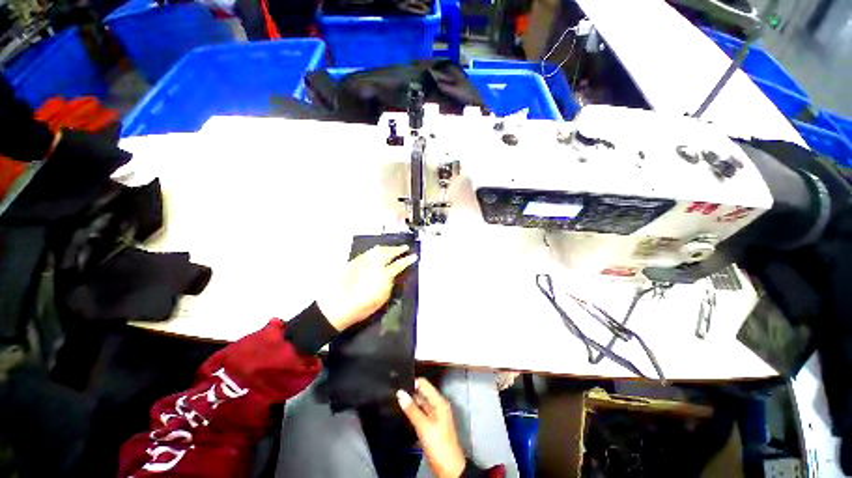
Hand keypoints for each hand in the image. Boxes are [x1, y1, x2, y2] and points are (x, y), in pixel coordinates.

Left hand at [317, 245, 416, 330]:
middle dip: (398, 249)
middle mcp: (375, 263)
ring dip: (388, 247)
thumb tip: (391, 276)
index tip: (414, 256)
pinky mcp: (355, 260)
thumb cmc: (362, 306)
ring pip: (379, 249)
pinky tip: (378, 249)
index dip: (407, 260)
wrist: (337, 304)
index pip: (399, 264)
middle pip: (389, 253)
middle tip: (405, 248)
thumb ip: (389, 283)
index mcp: (385, 274)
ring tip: (394, 248)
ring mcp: (364, 260)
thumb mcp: (382, 298)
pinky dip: (376, 249)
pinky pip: (369, 251)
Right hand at [397, 378, 465, 477]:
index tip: (398, 383)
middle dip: (410, 392)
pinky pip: (420, 413)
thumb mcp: (424, 426)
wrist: (449, 469)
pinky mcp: (431, 425)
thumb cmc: (439, 444)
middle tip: (394, 392)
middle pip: (422, 393)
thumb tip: (400, 392)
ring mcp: (435, 415)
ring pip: (420, 404)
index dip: (412, 382)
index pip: (424, 384)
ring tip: (395, 400)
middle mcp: (438, 405)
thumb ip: (412, 409)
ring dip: (410, 403)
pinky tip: (402, 414)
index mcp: (439, 402)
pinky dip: (413, 412)